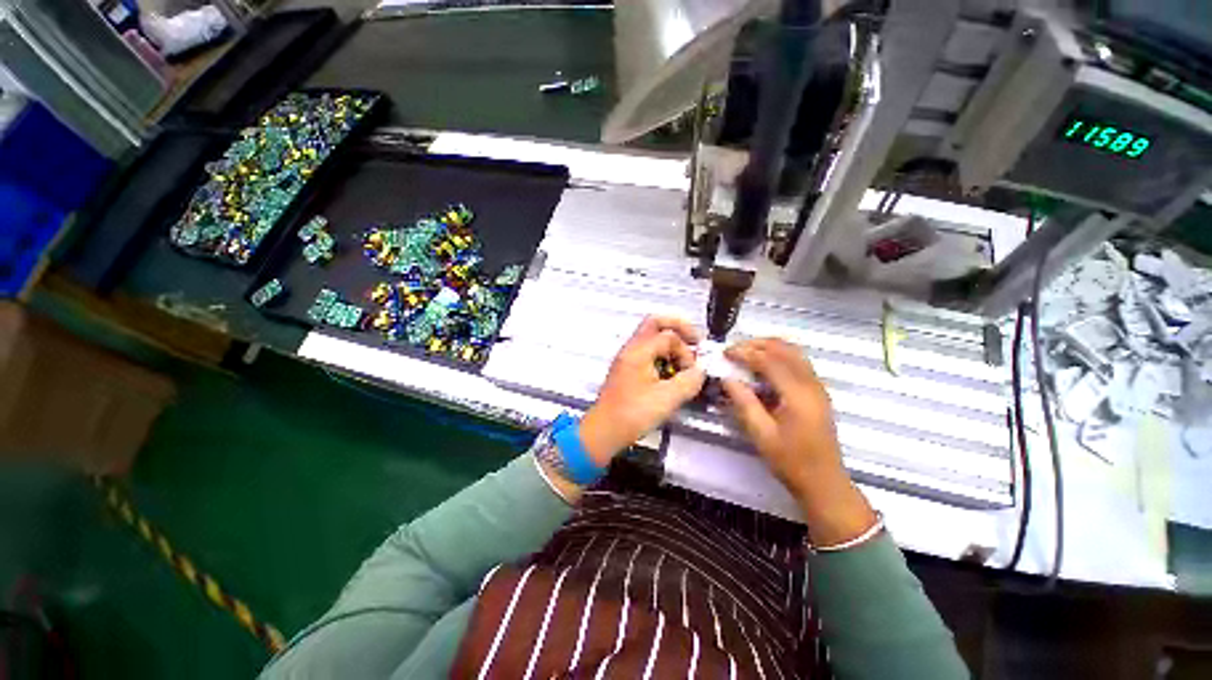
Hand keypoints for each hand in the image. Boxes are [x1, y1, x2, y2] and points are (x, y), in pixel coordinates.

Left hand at [579, 316, 705, 466]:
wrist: (605, 431)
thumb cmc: (632, 414)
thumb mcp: (667, 399)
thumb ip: (689, 381)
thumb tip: (701, 371)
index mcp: (638, 351)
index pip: (669, 336)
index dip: (686, 351)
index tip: (693, 369)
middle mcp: (631, 349)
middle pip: (655, 323)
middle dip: (678, 328)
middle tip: (695, 341)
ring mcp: (628, 358)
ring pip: (651, 337)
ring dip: (670, 343)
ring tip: (684, 361)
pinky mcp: (628, 369)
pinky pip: (648, 352)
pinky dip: (663, 355)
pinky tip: (671, 372)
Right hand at [722, 338, 876, 546]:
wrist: (824, 482)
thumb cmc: (791, 461)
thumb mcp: (761, 434)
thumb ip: (743, 402)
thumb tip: (726, 378)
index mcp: (797, 394)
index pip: (769, 360)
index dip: (745, 353)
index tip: (725, 353)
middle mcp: (811, 384)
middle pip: (785, 348)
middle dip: (757, 344)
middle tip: (734, 350)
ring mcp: (817, 386)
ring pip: (794, 352)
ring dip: (769, 347)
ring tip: (746, 353)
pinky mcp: (818, 391)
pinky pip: (798, 362)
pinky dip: (779, 355)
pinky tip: (763, 366)